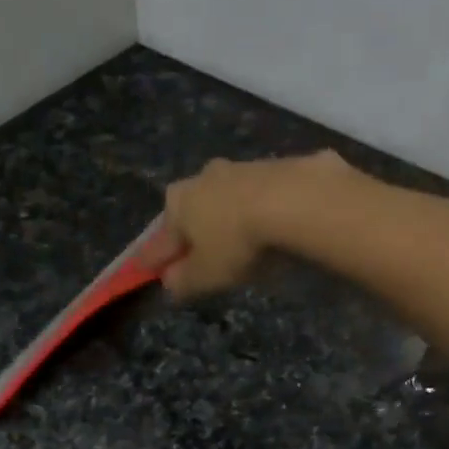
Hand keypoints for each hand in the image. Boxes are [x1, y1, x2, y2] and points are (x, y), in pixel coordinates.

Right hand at [153, 151, 354, 297]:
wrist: (295, 199)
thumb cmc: (237, 241)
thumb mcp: (206, 275)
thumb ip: (183, 281)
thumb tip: (170, 283)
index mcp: (177, 203)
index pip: (159, 241)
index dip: (156, 261)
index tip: (153, 272)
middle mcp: (202, 177)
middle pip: (193, 213)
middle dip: (195, 235)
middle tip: (203, 259)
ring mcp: (240, 167)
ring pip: (227, 201)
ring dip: (230, 220)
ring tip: (243, 245)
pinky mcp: (275, 165)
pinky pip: (260, 197)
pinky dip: (261, 212)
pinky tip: (273, 229)